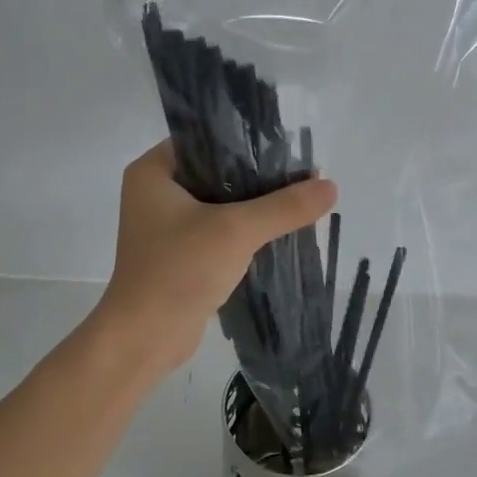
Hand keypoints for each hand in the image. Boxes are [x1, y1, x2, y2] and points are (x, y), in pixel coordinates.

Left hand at [97, 142, 338, 374]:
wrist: (146, 338)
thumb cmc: (180, 270)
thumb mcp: (237, 230)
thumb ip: (284, 207)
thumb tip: (331, 186)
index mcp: (154, 172)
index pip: (205, 139)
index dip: (247, 140)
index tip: (288, 148)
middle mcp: (157, 193)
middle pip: (217, 171)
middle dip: (259, 176)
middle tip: (302, 175)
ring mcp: (167, 226)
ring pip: (221, 203)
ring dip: (256, 206)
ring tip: (299, 200)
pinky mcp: (181, 254)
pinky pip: (219, 231)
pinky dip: (246, 231)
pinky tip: (281, 231)